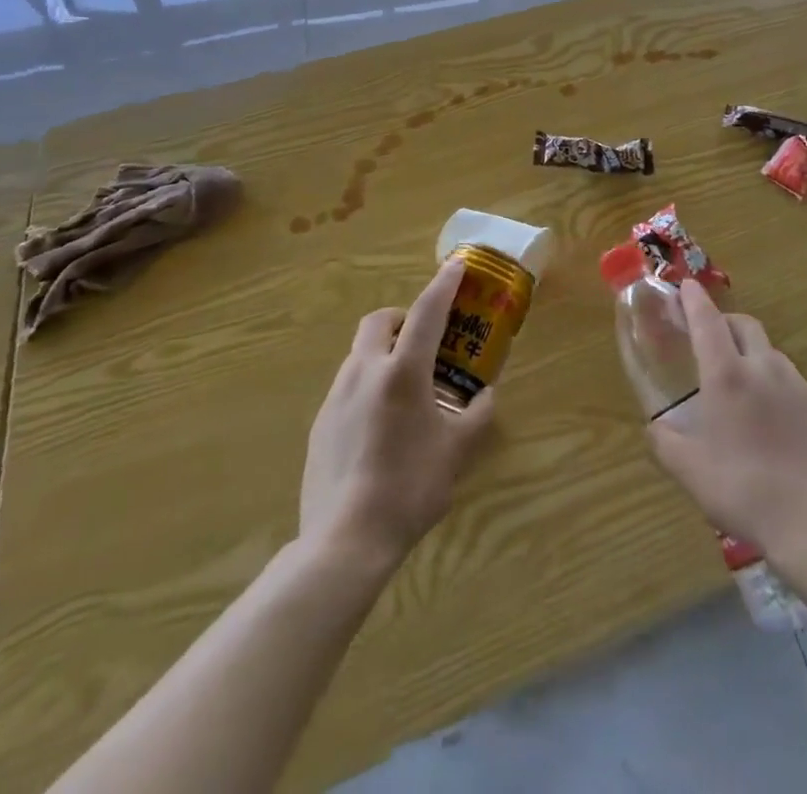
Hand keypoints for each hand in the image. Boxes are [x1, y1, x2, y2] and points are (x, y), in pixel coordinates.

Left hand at [299, 259, 496, 563]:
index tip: (456, 265)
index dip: (444, 285)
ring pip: (360, 354)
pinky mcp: (320, 424)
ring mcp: (337, 398)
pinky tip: (382, 426)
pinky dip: (368, 386)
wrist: (344, 541)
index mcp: (402, 373)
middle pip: (379, 322)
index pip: (427, 313)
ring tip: (407, 390)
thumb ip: (476, 416)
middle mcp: (365, 373)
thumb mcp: (457, 452)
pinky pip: (348, 387)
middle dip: (402, 318)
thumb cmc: (410, 487)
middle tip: (423, 341)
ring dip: (385, 353)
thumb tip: (485, 396)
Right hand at [647, 280, 806, 556]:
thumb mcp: (689, 471)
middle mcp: (764, 368)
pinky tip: (771, 418)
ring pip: (770, 352)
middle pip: (744, 325)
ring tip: (740, 382)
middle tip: (710, 338)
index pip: (707, 321)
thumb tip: (655, 427)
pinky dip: (774, 384)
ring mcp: (798, 386)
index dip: (694, 300)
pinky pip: (792, 383)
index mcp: (727, 376)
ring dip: (751, 353)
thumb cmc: (742, 491)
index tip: (685, 285)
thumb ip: (665, 442)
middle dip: (724, 322)